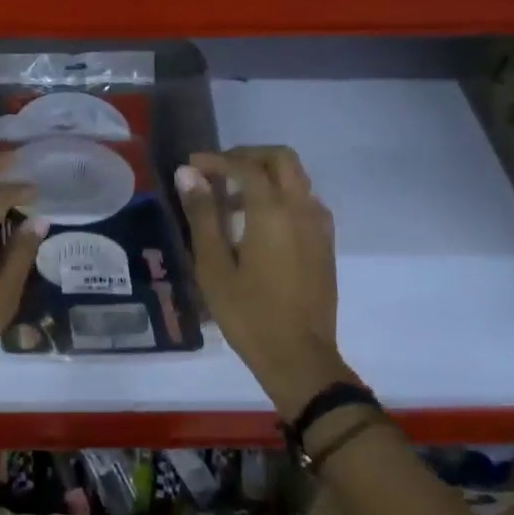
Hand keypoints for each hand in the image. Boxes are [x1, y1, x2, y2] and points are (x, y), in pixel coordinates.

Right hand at [175, 146, 351, 420]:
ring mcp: (319, 227)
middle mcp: (302, 210)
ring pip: (296, 179)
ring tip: (232, 200)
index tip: (192, 166)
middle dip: (248, 156)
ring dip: (265, 175)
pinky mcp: (324, 245)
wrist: (299, 358)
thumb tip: (189, 174)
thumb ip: (203, 214)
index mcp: (274, 212)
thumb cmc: (248, 314)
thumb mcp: (214, 265)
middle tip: (218, 171)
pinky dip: (280, 196)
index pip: (245, 167)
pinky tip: (257, 224)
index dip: (217, 160)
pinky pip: (304, 202)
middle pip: (281, 159)